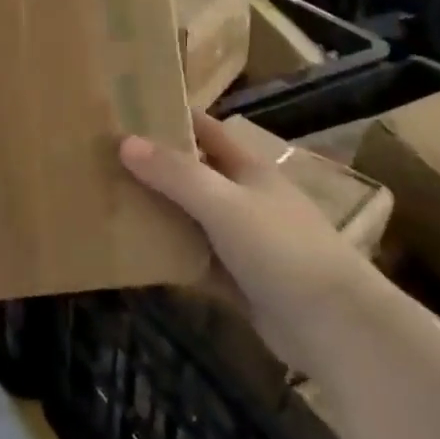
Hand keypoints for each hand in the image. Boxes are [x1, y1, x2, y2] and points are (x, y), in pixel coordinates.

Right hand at [120, 113, 364, 365]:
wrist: (335, 327)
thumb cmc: (282, 249)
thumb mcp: (223, 203)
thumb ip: (175, 174)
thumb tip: (124, 142)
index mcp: (248, 168)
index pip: (205, 129)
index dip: (171, 116)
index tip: (127, 111)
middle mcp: (244, 198)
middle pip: (193, 173)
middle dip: (154, 166)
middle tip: (104, 160)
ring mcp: (242, 240)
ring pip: (191, 218)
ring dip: (159, 212)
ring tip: (109, 202)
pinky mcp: (239, 280)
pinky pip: (195, 259)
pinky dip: (170, 256)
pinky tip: (136, 254)